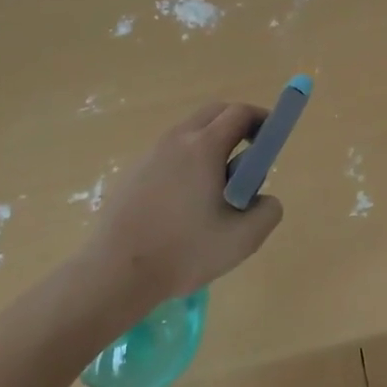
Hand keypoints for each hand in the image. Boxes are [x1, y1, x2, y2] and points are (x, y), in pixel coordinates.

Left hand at [80, 102, 283, 306]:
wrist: (115, 273)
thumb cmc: (184, 252)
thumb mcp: (243, 239)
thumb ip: (268, 211)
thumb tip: (263, 197)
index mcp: (204, 146)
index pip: (240, 113)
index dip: (262, 120)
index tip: (271, 139)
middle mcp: (177, 139)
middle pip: (214, 113)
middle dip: (238, 125)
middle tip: (249, 157)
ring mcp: (151, 153)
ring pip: (190, 132)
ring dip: (211, 144)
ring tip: (217, 187)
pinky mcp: (133, 171)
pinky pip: (170, 153)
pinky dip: (187, 161)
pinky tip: (185, 203)